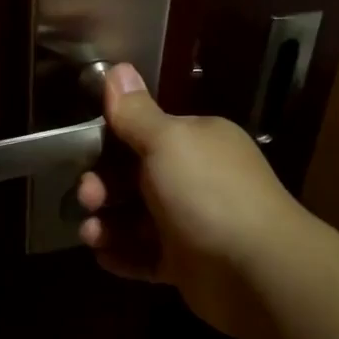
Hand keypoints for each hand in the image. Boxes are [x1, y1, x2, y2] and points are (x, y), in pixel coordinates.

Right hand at [77, 64, 303, 337]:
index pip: (142, 135)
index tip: (82, 155)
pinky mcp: (186, 264)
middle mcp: (194, 179)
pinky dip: (123, 256)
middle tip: (88, 199)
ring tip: (92, 236)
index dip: (108, 143)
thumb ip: (136, 113)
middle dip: (103, 187)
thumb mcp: (167, 142)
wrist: (256, 271)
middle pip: (133, 178)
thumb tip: (118, 67)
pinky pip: (145, 256)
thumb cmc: (206, 193)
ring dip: (107, 225)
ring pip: (135, 220)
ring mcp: (190, 224)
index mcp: (195, 142)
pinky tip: (103, 257)